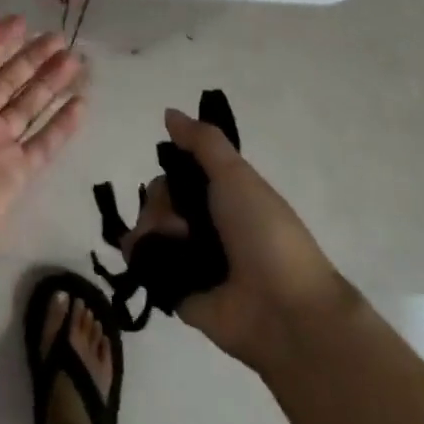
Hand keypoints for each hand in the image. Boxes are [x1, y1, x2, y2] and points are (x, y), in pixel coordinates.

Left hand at [0, 13, 86, 268]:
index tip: (23, 20)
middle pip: (8, 80)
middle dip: (32, 58)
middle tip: (60, 37)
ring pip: (29, 106)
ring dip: (51, 83)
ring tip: (77, 60)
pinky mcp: (18, 173)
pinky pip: (45, 143)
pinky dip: (63, 124)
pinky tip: (82, 103)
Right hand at [121, 109, 344, 371]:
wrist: (284, 310)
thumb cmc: (265, 233)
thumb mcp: (237, 176)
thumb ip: (203, 142)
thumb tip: (169, 113)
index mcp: (224, 196)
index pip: (180, 172)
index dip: (172, 169)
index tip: (175, 173)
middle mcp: (206, 225)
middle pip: (160, 198)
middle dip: (160, 202)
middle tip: (180, 220)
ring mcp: (190, 259)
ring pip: (148, 227)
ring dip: (152, 227)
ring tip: (172, 244)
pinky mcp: (175, 290)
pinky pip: (143, 263)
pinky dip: (139, 254)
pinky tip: (146, 254)